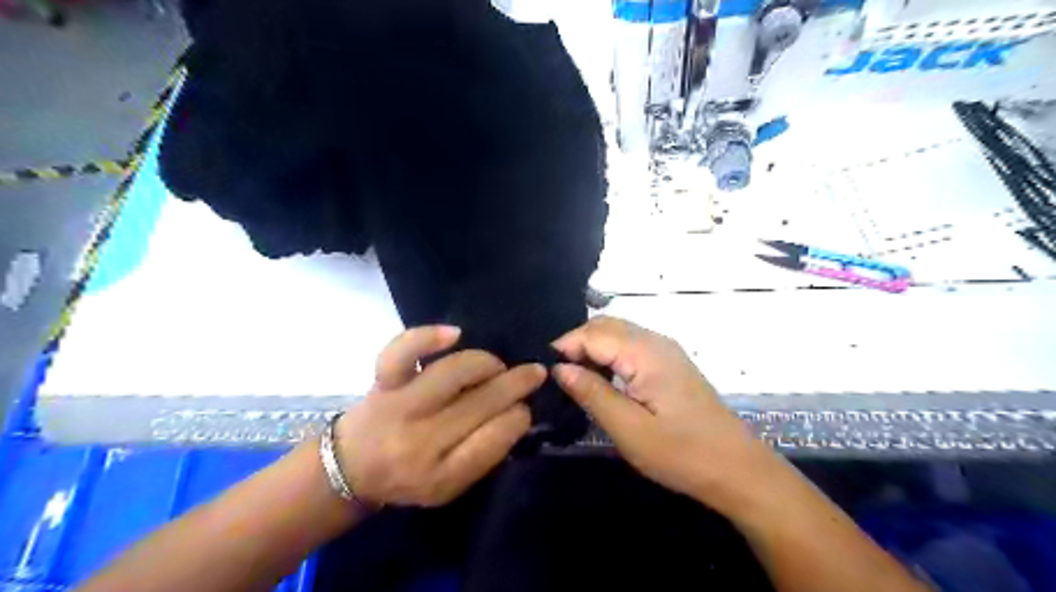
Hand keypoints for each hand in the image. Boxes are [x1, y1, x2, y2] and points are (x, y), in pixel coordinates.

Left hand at [335, 326, 543, 506]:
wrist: (349, 467)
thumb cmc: (408, 477)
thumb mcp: (449, 485)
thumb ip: (483, 454)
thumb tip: (518, 411)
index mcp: (440, 477)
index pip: (494, 440)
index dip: (519, 417)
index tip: (526, 408)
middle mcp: (420, 442)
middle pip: (481, 403)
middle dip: (517, 383)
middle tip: (534, 373)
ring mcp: (399, 406)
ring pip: (454, 372)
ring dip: (487, 363)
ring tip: (497, 366)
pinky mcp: (382, 382)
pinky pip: (403, 352)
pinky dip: (429, 337)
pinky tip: (455, 334)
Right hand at [555, 315, 772, 507]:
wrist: (736, 469)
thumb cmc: (682, 453)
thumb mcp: (629, 429)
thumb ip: (592, 393)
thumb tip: (559, 368)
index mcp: (645, 352)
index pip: (592, 333)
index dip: (564, 347)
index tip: (544, 372)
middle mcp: (655, 341)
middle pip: (604, 326)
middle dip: (576, 344)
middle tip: (556, 376)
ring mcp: (665, 350)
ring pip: (617, 333)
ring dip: (592, 348)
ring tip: (574, 378)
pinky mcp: (670, 363)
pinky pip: (630, 345)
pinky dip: (609, 354)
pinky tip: (602, 378)